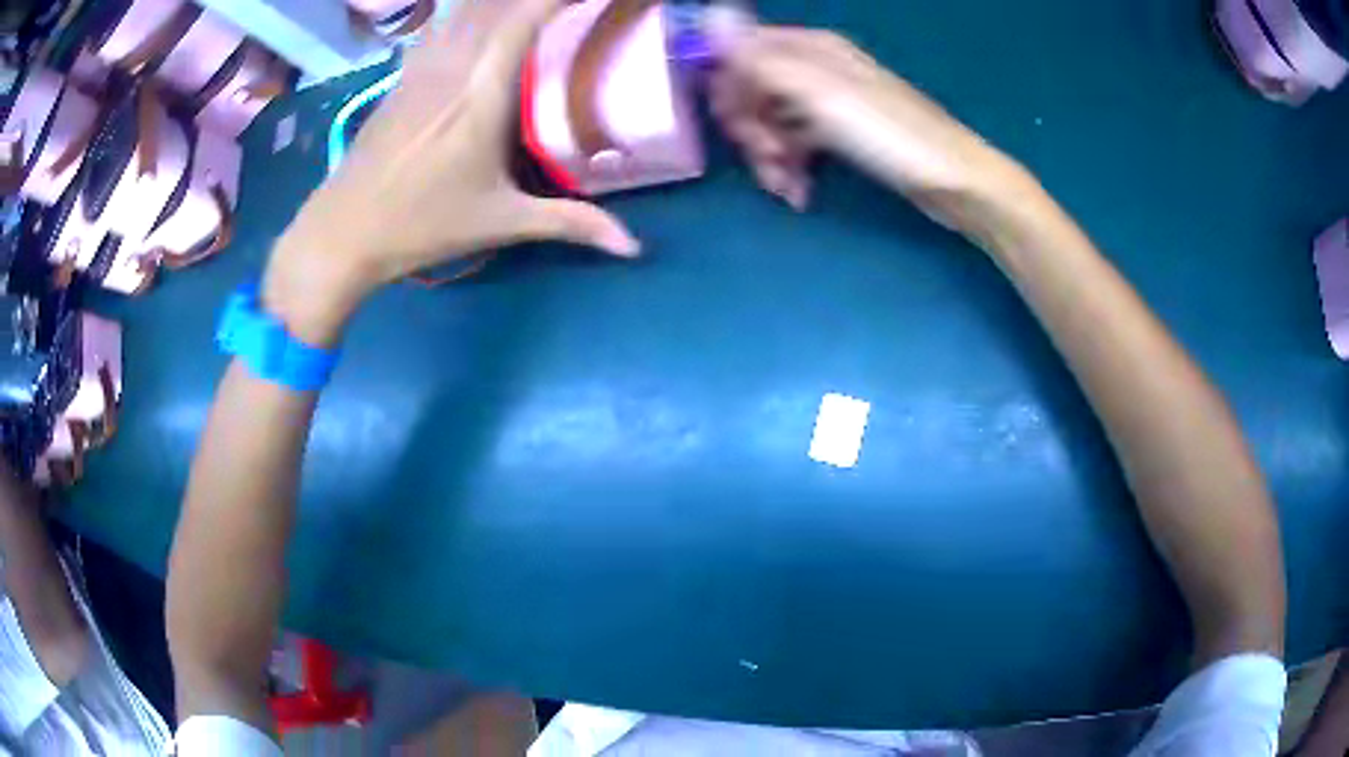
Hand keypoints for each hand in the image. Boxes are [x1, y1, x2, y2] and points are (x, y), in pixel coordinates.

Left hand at [265, 0, 640, 345]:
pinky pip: (445, 23)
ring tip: (537, 7)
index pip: (527, 16)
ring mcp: (423, 65)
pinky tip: (482, 18)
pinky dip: (472, 12)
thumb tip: (633, 247)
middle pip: (498, 1)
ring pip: (468, 8)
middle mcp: (452, 65)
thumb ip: (571, 223)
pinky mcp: (404, 74)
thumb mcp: (501, 223)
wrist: (341, 233)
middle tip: (573, 4)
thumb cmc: (420, 226)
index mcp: (482, 92)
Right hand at [711, 26, 1020, 222]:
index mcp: (809, 47)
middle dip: (751, 128)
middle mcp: (815, 66)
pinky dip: (791, 167)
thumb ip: (759, 58)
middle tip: (767, 157)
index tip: (734, 123)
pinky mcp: (840, 131)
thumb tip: (711, 15)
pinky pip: (797, 142)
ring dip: (769, 156)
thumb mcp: (818, 93)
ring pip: (773, 120)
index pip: (740, 52)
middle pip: (753, 89)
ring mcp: (828, 100)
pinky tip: (799, 193)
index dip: (729, 88)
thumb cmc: (889, 134)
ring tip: (785, 186)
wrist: (952, 180)